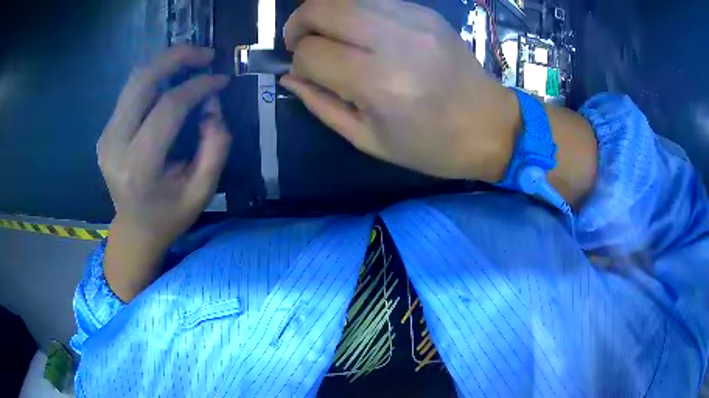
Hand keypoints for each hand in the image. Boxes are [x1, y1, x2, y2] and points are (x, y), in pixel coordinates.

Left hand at [98, 45, 230, 249]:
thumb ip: (215, 147)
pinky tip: (171, 81)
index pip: (169, 107)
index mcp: (139, 167)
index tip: (222, 79)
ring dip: (164, 63)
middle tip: (206, 54)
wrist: (135, 230)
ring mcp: (106, 137)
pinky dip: (154, 79)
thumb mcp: (202, 191)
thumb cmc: (170, 216)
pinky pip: (131, 93)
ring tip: (192, 61)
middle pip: (143, 81)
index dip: (199, 86)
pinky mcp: (106, 132)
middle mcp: (115, 146)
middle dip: (177, 57)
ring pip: (135, 81)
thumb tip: (212, 105)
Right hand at [281, 0, 518, 181]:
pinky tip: (358, 30)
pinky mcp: (426, 12)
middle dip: (298, 23)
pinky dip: (354, 10)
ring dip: (323, 12)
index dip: (298, 61)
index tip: (305, 72)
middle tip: (299, 41)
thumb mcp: (369, 139)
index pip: (312, 52)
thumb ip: (322, 105)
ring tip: (326, 33)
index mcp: (378, 83)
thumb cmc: (431, 145)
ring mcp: (413, 19)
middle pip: (321, 8)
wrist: (490, 125)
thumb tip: (291, 76)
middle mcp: (394, 41)